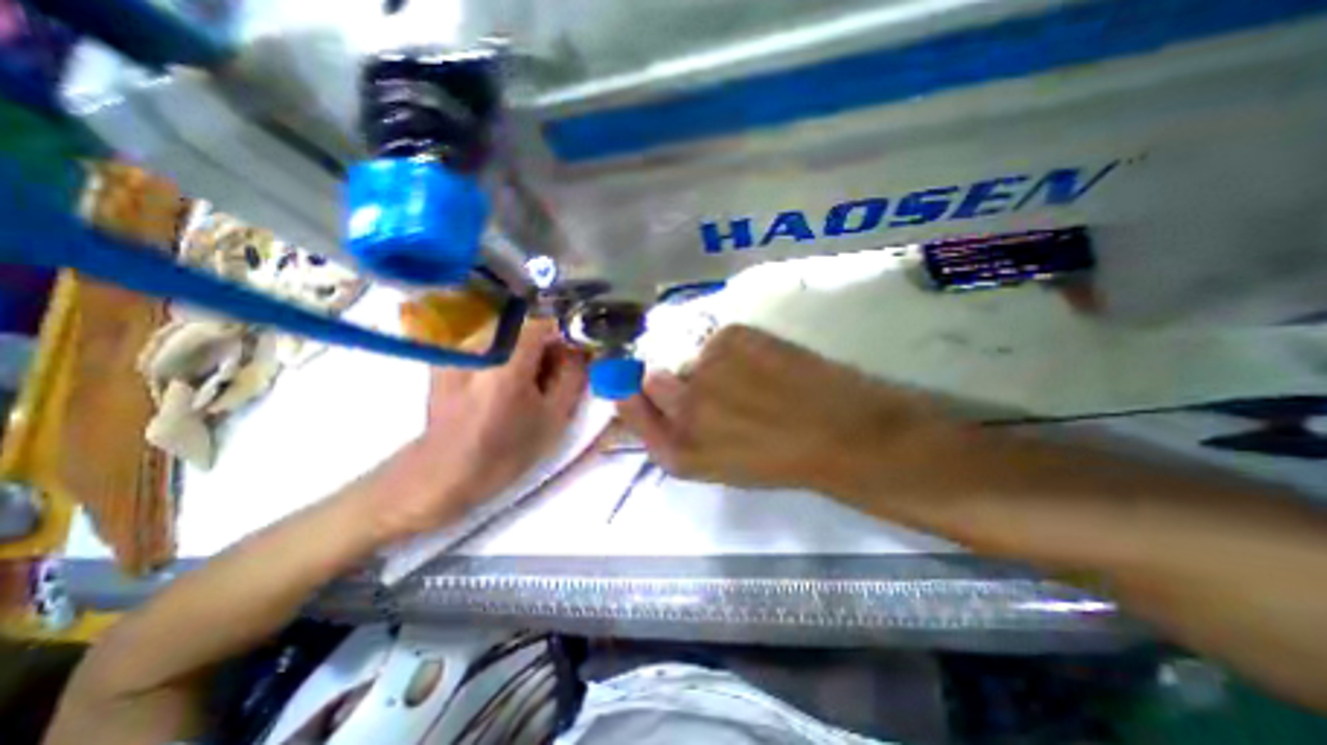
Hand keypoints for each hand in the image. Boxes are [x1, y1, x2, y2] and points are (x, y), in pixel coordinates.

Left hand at [368, 321, 583, 539]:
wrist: (444, 473)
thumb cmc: (506, 451)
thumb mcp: (554, 418)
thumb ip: (573, 375)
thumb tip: (580, 347)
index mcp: (505, 363)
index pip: (543, 322)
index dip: (564, 334)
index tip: (573, 355)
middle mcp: (477, 346)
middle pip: (525, 326)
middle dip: (545, 344)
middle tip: (552, 375)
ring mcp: (458, 349)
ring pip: (508, 333)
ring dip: (525, 350)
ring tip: (528, 382)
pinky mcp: (448, 356)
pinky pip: (489, 342)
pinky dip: (505, 354)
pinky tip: (504, 383)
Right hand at [617, 327, 958, 494]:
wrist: (839, 432)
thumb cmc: (777, 458)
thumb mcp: (714, 464)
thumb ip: (673, 435)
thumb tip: (646, 394)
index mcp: (677, 451)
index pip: (628, 407)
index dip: (629, 394)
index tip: (631, 384)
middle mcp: (681, 410)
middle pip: (651, 378)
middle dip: (670, 381)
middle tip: (709, 389)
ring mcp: (705, 370)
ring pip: (691, 359)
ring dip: (709, 368)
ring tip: (749, 383)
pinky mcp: (730, 337)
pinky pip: (717, 341)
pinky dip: (735, 350)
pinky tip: (764, 366)